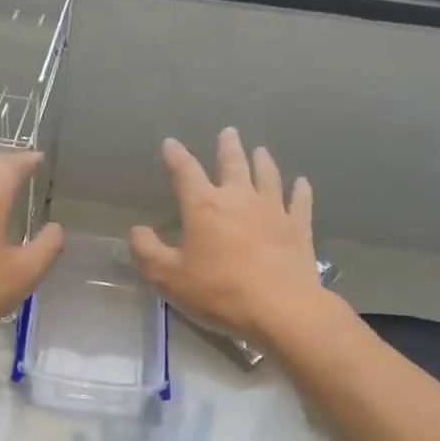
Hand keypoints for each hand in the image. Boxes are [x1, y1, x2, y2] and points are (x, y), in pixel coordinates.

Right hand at [129, 129, 323, 347]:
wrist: (281, 309)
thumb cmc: (219, 292)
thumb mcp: (168, 278)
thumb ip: (147, 252)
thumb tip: (138, 231)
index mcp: (204, 207)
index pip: (185, 171)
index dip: (176, 156)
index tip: (171, 143)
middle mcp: (239, 198)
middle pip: (233, 163)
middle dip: (227, 146)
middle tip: (228, 132)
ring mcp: (273, 210)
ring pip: (267, 175)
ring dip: (262, 160)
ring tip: (260, 150)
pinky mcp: (299, 227)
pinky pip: (300, 201)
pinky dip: (300, 190)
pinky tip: (301, 182)